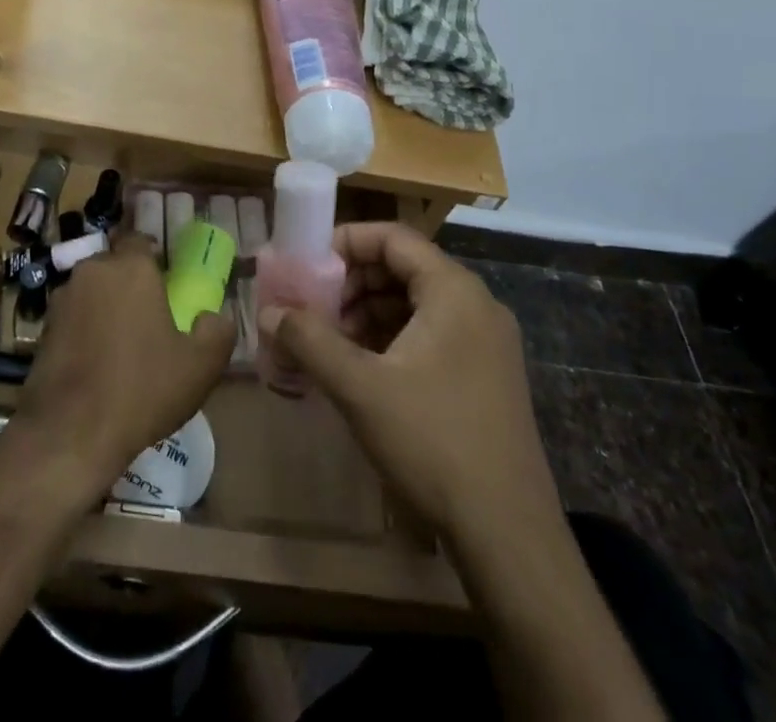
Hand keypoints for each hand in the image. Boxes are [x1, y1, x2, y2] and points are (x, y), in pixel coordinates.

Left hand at [11, 239, 234, 493]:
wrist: (70, 434)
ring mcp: (62, 299)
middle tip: (149, 316)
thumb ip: (217, 331)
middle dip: (130, 283)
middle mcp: (92, 272)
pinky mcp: (41, 329)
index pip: (140, 240)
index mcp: (131, 268)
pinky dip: (85, 330)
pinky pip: (74, 318)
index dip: (154, 258)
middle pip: (115, 265)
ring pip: (92, 291)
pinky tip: (97, 364)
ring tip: (123, 345)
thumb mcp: (200, 366)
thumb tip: (213, 316)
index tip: (167, 283)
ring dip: (106, 307)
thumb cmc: (142, 389)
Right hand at [260, 223, 562, 543]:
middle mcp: (475, 305)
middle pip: (403, 268)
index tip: (306, 263)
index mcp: (454, 291)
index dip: (346, 242)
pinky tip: (358, 368)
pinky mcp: (484, 376)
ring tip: (326, 340)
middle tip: (310, 306)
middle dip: (351, 283)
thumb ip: (309, 341)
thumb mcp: (360, 388)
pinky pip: (429, 335)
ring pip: (414, 304)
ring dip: (366, 313)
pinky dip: (390, 339)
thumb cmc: (433, 443)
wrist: (509, 536)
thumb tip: (266, 311)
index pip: (394, 238)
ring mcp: (485, 343)